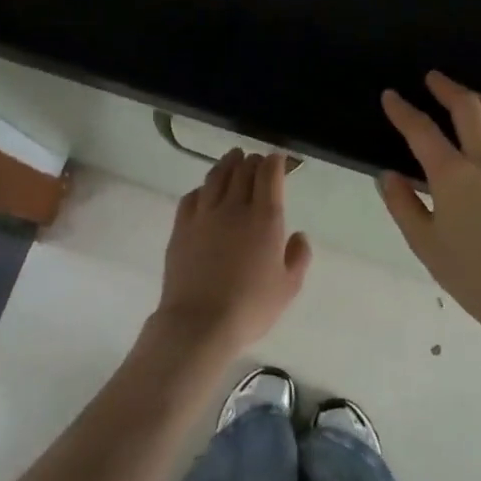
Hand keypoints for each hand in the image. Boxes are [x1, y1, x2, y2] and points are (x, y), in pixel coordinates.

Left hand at [148, 149, 311, 361]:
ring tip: (232, 158)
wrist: (200, 322)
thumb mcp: (289, 287)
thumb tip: (298, 235)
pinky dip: (202, 188)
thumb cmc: (251, 306)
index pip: (269, 175)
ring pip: (216, 177)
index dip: (275, 162)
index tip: (278, 159)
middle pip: (243, 170)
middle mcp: (234, 208)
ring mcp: (204, 215)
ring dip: (227, 164)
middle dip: (252, 161)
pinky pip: (192, 197)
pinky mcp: (181, 227)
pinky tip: (204, 191)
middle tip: (256, 160)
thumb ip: (298, 256)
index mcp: (265, 218)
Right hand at [379, 72, 480, 333]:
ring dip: (480, 97)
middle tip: (432, 78)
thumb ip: (402, 204)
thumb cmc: (470, 272)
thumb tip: (388, 175)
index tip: (391, 96)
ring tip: (466, 96)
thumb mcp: (424, 243)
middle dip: (446, 88)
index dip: (403, 110)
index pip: (422, 130)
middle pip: (467, 107)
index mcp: (452, 175)